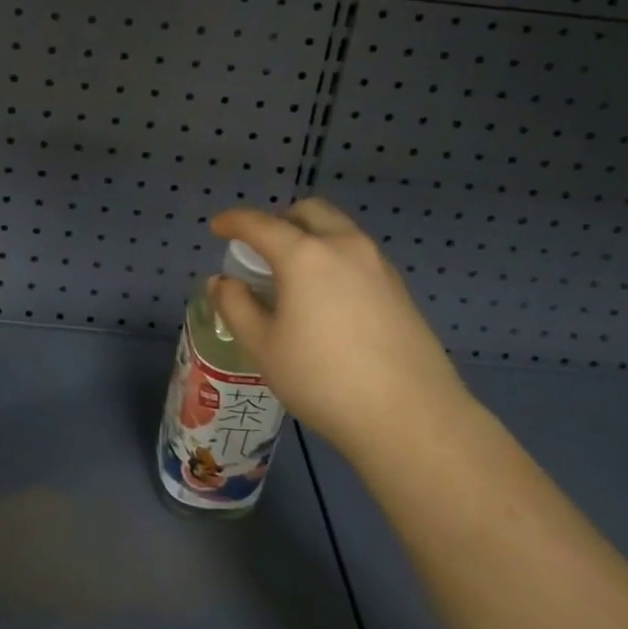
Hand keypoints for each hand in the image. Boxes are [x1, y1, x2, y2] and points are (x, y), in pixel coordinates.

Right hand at [209, 199, 469, 462]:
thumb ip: (236, 306)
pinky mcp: (399, 288)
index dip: (233, 221)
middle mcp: (344, 246)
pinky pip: (358, 255)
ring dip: (311, 237)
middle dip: (280, 220)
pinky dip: (335, 258)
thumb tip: (223, 282)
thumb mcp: (264, 347)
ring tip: (295, 276)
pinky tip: (328, 299)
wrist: (410, 416)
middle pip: (308, 212)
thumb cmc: (323, 379)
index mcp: (305, 255)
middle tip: (263, 249)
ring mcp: (377, 265)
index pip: (260, 224)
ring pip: (338, 230)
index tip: (218, 227)